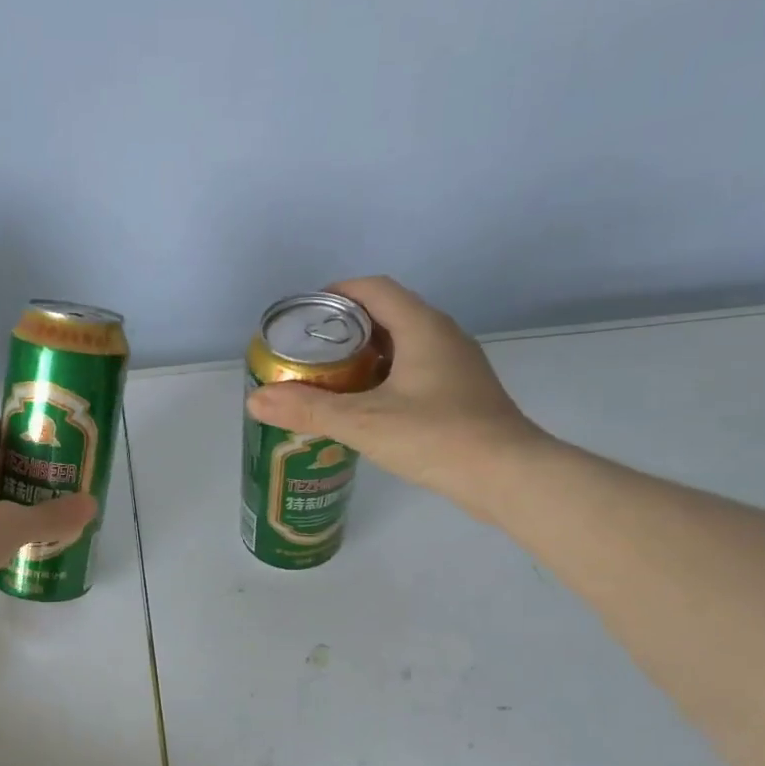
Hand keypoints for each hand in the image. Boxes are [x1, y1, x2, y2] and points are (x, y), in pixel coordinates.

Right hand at [246, 276, 548, 520]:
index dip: (335, 293)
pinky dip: (385, 378)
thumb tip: (256, 399)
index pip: (373, 289)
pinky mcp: (462, 394)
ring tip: (330, 381)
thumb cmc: (437, 437)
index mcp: (422, 327)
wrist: (508, 476)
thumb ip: (309, 410)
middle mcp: (443, 336)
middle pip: (387, 315)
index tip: (303, 315)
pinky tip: (367, 408)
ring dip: (365, 356)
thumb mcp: (363, 423)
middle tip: (308, 354)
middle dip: (344, 329)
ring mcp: (457, 366)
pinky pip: (416, 371)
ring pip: (402, 345)